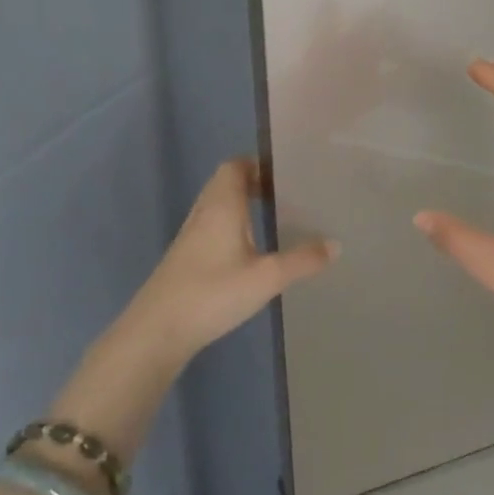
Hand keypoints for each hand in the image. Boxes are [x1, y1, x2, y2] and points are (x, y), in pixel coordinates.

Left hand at [50, 160, 335, 464]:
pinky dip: (231, 226)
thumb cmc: (213, 293)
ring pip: (217, 206)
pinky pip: (212, 226)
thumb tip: (336, 244)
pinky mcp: (185, 258)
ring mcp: (190, 236)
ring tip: (273, 217)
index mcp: (222, 205)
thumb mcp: (267, 277)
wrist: (157, 331)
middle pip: (225, 183)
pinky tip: (249, 250)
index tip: (285, 173)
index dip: (258, 164)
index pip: (235, 166)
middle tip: (286, 194)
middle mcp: (204, 213)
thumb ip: (303, 260)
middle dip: (253, 183)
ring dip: (241, 205)